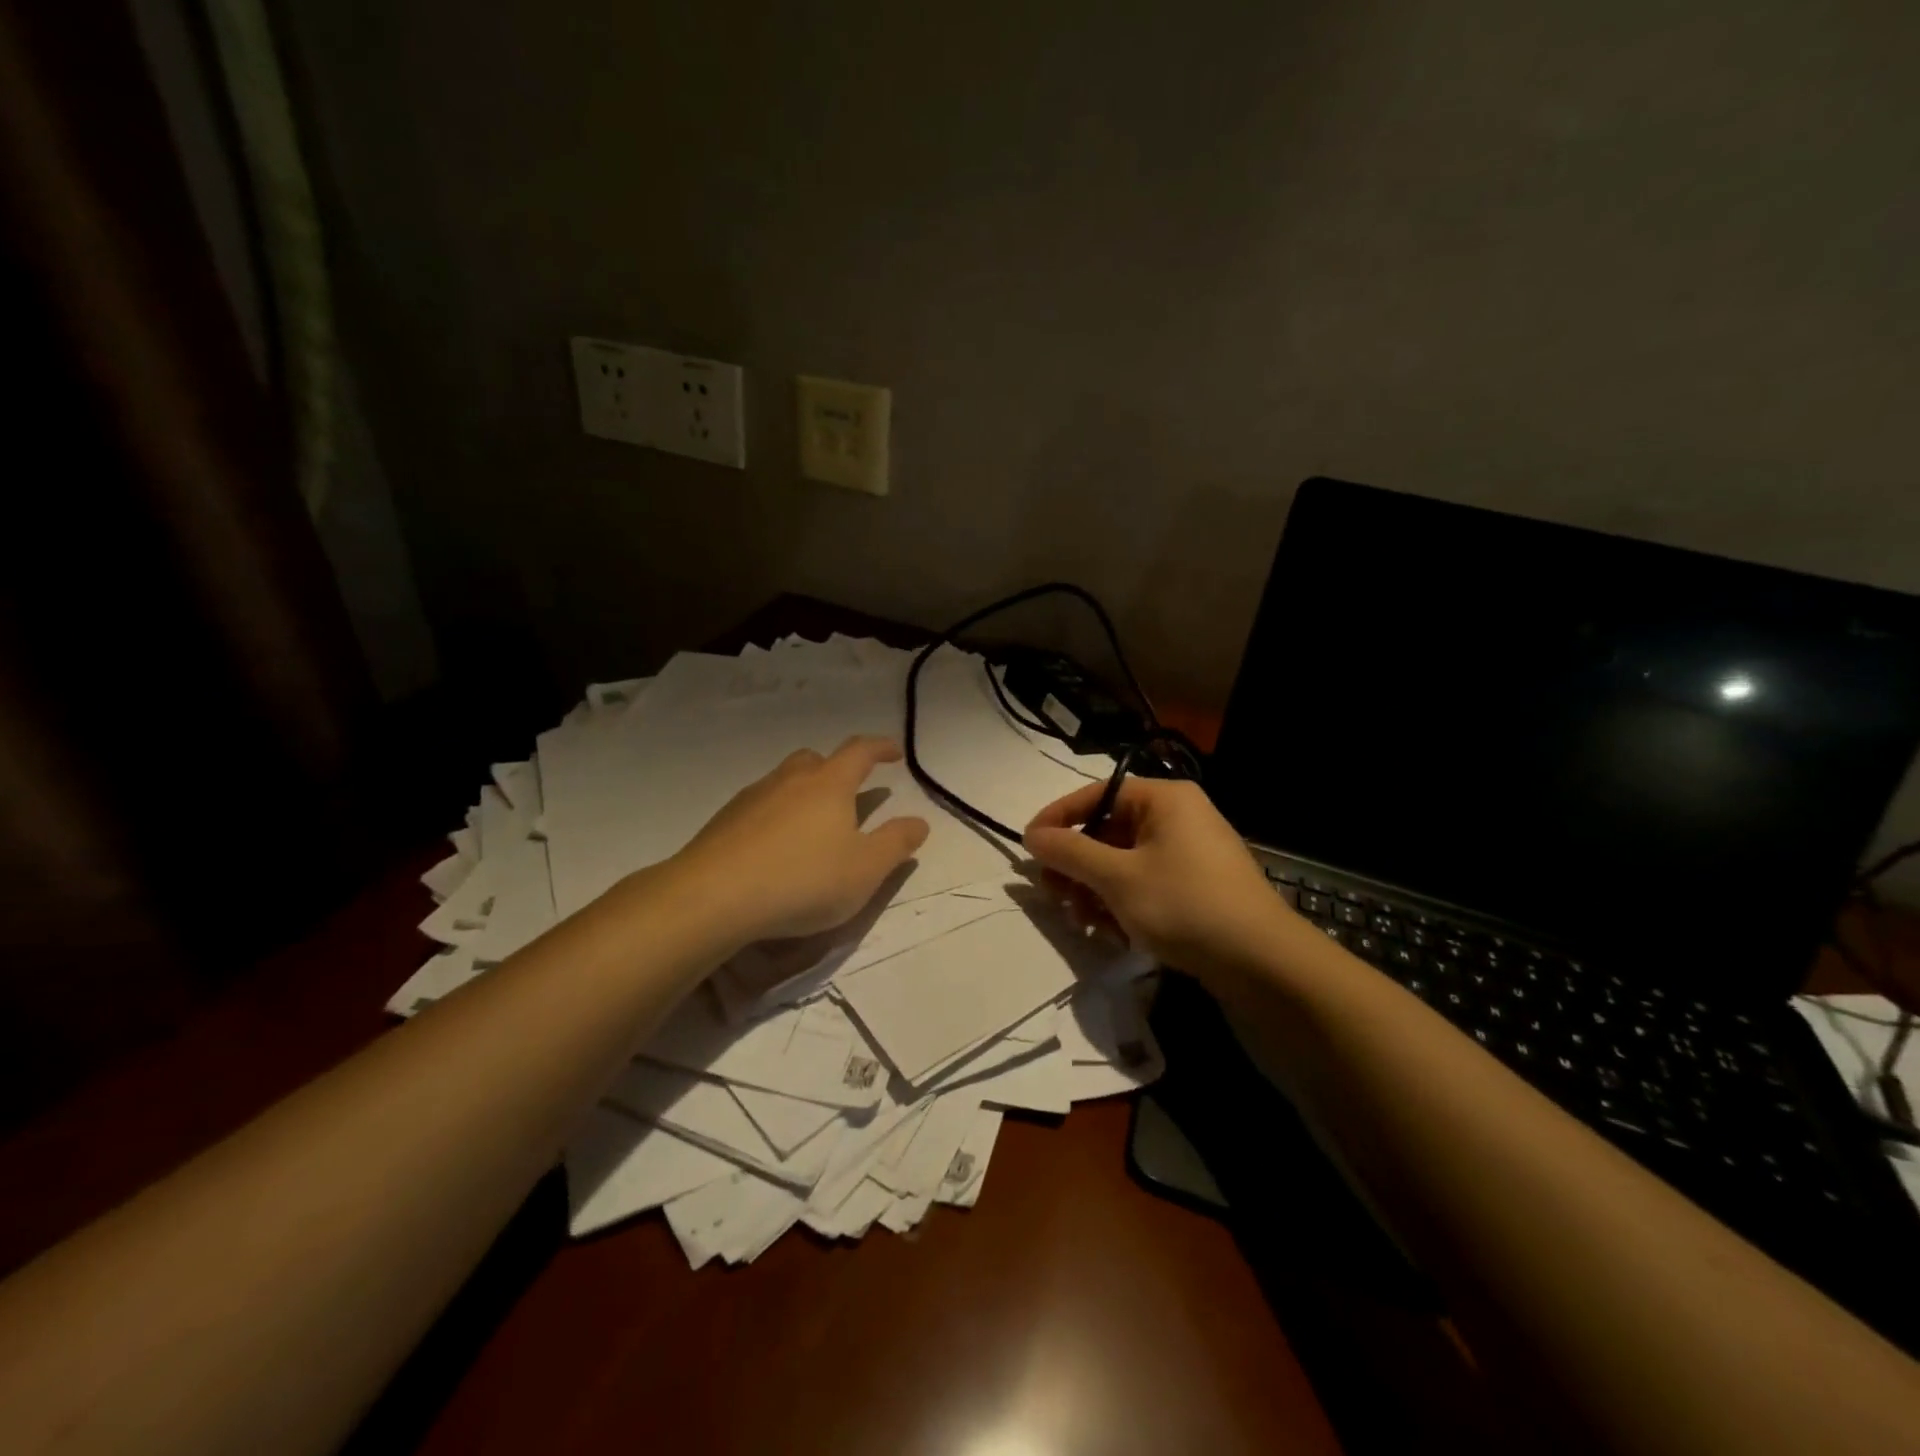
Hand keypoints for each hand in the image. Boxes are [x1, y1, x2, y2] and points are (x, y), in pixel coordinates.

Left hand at [671, 736, 929, 943]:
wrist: (714, 897)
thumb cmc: (803, 880)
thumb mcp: (865, 870)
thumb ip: (896, 843)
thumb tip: (919, 821)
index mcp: (829, 784)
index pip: (860, 751)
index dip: (881, 747)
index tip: (895, 753)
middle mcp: (790, 780)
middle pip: (816, 759)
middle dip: (837, 768)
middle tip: (849, 792)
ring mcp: (753, 797)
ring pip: (784, 781)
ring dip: (803, 792)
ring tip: (811, 825)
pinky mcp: (724, 821)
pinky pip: (759, 806)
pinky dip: (775, 816)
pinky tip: (774, 848)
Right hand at [1024, 777, 1291, 983]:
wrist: (1263, 963)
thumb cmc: (1184, 905)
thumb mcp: (1117, 878)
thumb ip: (1070, 853)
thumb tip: (1032, 835)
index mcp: (1164, 799)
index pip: (1096, 795)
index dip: (1057, 819)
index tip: (1028, 847)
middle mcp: (1178, 817)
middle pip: (1108, 831)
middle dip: (1077, 867)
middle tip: (1054, 896)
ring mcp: (1190, 854)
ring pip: (1124, 863)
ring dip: (1095, 891)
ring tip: (1083, 923)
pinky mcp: (1197, 887)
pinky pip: (1145, 884)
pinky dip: (1123, 904)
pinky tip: (1113, 935)